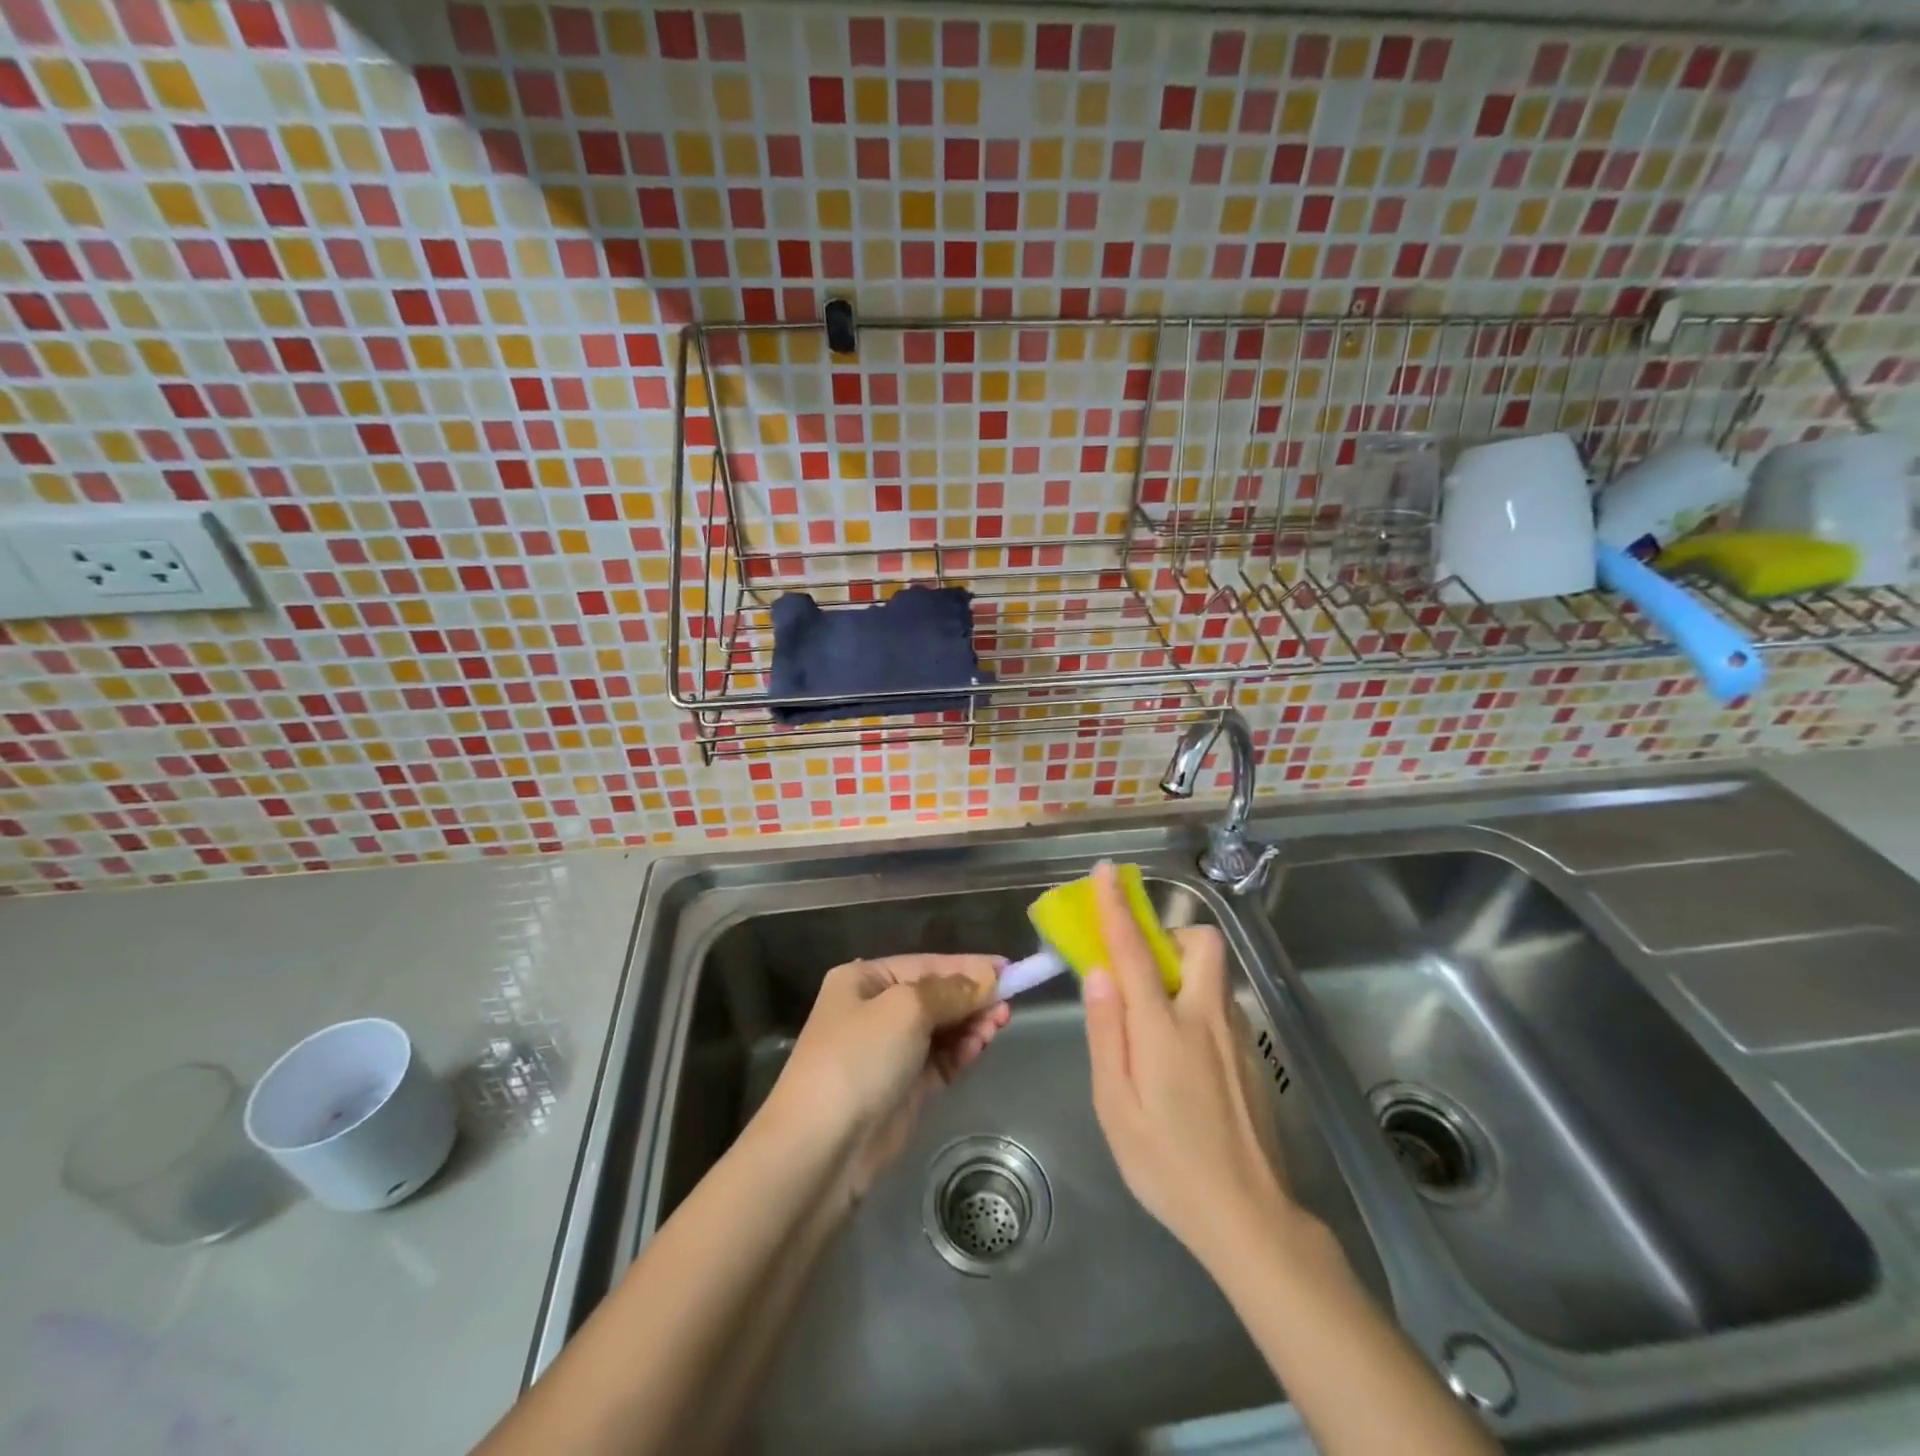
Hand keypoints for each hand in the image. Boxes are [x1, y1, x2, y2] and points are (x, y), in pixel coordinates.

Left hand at [765, 954, 1010, 1199]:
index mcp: (864, 980)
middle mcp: (874, 1010)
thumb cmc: (858, 1059)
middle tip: (1008, 1005)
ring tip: (999, 1024)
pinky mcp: (902, 1088)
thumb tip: (986, 979)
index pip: (925, 964)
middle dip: (971, 997)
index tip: (1009, 968)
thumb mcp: (905, 1010)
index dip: (967, 965)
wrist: (821, 1149)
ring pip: (941, 1029)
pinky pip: (940, 1060)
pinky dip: (960, 1051)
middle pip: (935, 996)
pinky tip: (980, 1045)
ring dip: (970, 1024)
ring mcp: (888, 1052)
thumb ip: (951, 991)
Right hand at [1082, 863, 1293, 1268]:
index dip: (1117, 906)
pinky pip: (1223, 1008)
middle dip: (1170, 935)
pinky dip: (1199, 1008)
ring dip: (1184, 974)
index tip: (1107, 872)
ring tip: (1157, 1028)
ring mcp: (1239, 1036)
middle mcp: (1207, 1018)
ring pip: (1214, 976)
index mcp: (1164, 1028)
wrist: (1250, 1219)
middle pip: (1201, 944)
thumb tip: (1099, 973)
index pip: (1135, 950)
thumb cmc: (1166, 1164)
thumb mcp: (1114, 1105)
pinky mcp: (1255, 1058)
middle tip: (1142, 971)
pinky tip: (1187, 1063)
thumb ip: (1106, 1032)